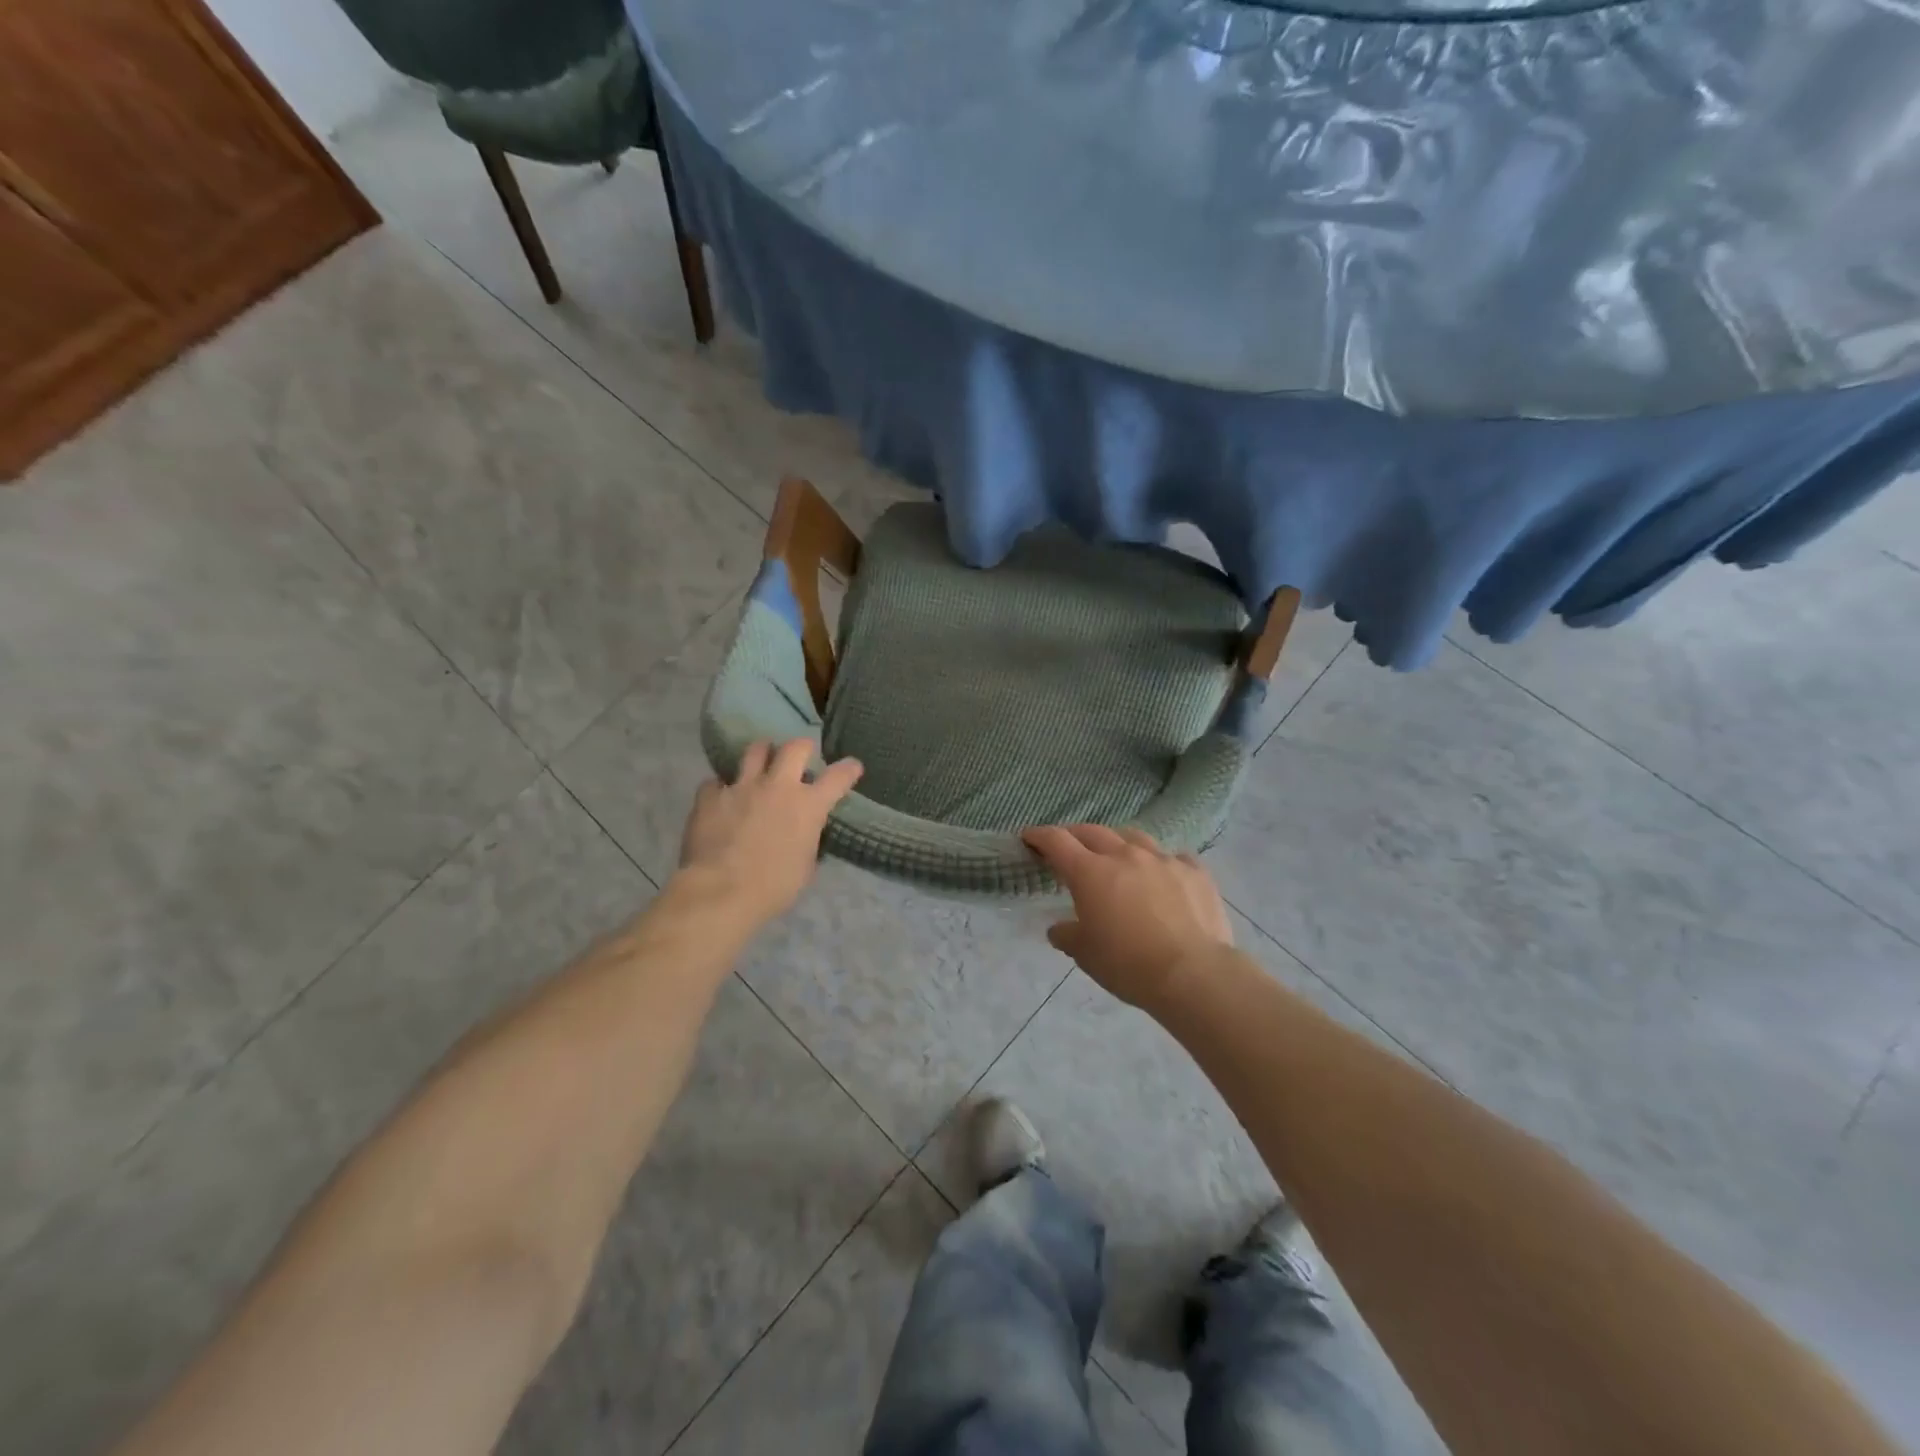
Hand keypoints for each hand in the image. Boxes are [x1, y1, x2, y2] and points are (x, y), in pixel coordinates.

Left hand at [678, 739, 863, 927]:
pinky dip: (721, 789)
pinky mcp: (710, 796)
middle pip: (795, 747)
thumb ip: (807, 840)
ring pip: (755, 750)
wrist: (720, 893)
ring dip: (762, 755)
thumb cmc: (773, 888)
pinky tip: (721, 799)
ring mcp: (742, 787)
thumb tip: (804, 834)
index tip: (852, 767)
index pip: (838, 776)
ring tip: (761, 764)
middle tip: (801, 755)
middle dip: (802, 747)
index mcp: (809, 806)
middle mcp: (778, 786)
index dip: (848, 769)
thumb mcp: (806, 867)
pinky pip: (716, 782)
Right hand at [1022, 825, 1232, 1011]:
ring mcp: (1163, 860)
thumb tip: (1059, 929)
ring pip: (1134, 837)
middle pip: (1093, 832)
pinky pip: (1174, 857)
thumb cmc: (1129, 965)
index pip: (1057, 842)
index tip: (1029, 836)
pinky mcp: (1195, 872)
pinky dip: (1162, 862)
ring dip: (1118, 842)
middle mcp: (1125, 856)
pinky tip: (1164, 875)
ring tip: (1116, 854)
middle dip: (1075, 835)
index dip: (1040, 836)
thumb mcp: (1087, 955)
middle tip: (1068, 845)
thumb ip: (1068, 935)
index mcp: (1091, 873)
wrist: (1193, 973)